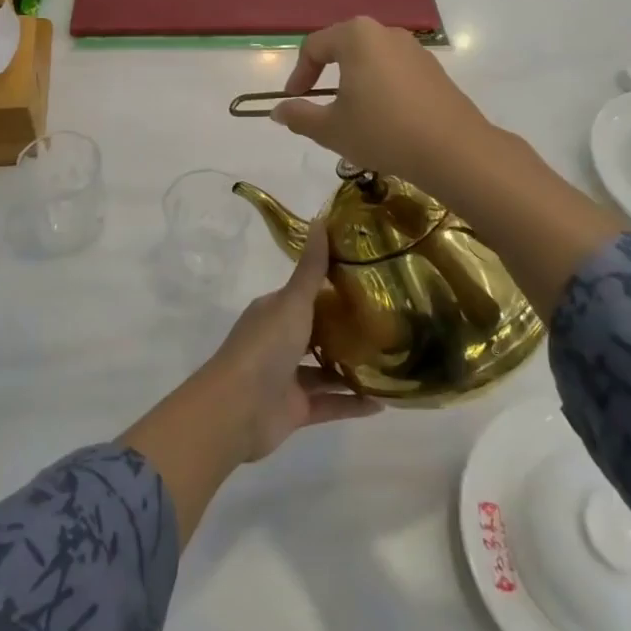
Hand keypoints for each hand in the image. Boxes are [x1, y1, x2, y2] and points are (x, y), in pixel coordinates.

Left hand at [199, 231, 381, 462]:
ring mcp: (287, 377)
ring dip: (353, 367)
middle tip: (389, 324)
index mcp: (274, 312)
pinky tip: (383, 402)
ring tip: (393, 362)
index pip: (306, 296)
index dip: (334, 290)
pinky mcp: (296, 409)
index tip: (370, 283)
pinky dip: (353, 403)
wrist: (237, 409)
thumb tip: (321, 220)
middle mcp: (280, 341)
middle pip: (318, 332)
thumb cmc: (265, 346)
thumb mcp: (292, 302)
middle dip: (347, 330)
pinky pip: (331, 404)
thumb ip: (311, 269)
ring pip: (325, 370)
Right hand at [271, 17, 497, 196]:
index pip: (314, 46)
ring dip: (354, 81)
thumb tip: (278, 111)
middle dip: (326, 74)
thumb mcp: (331, 128)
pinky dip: (380, 87)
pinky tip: (384, 118)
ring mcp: (414, 48)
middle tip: (319, 103)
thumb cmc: (382, 131)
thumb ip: (299, 116)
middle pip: (343, 46)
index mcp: (356, 36)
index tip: (294, 101)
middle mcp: (385, 32)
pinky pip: (394, 70)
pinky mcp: (433, 69)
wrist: (453, 150)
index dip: (298, 75)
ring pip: (371, 59)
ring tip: (351, 114)